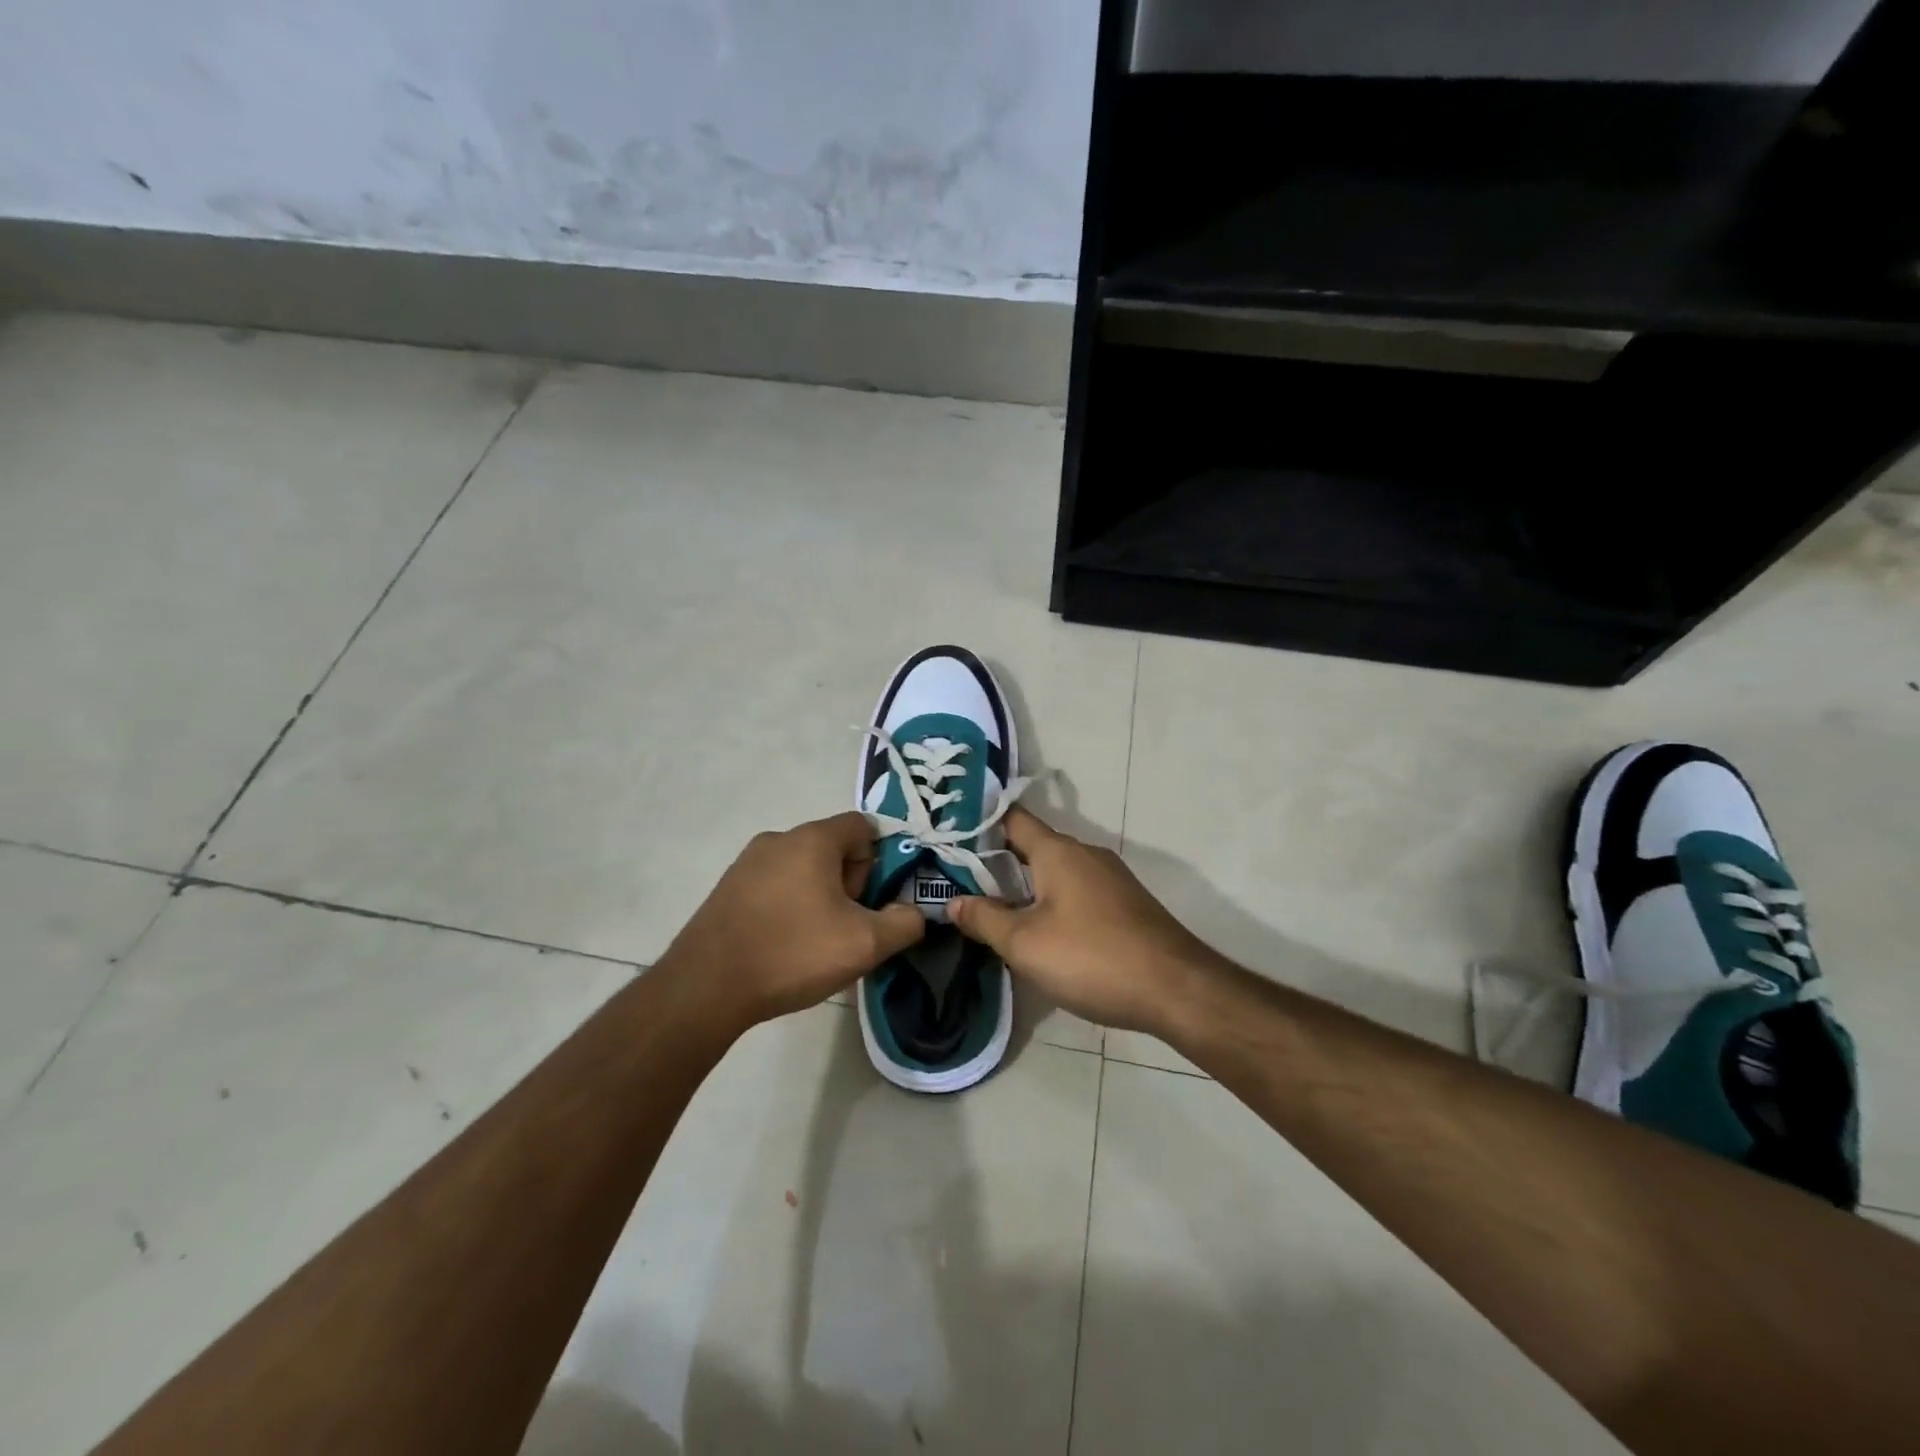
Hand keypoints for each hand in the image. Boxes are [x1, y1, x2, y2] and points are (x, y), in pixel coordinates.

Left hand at [659, 812, 925, 1031]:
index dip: (877, 861)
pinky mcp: (727, 888)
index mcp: (813, 839)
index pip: (863, 826)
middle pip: (832, 847)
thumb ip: (905, 923)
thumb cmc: (793, 952)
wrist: (707, 987)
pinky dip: (788, 907)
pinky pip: (774, 886)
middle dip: (849, 883)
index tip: (871, 901)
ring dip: (818, 897)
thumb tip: (913, 913)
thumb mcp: (866, 943)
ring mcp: (747, 862)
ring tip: (814, 943)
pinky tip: (782, 945)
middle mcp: (778, 838)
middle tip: (845, 927)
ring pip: (802, 869)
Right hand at [948, 807, 1224, 1033]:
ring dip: (1023, 886)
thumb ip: (985, 919)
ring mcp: (1109, 879)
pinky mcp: (1123, 904)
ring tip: (989, 908)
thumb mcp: (1025, 943)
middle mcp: (1085, 854)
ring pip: (1054, 872)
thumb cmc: (1092, 958)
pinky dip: (1050, 902)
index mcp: (1058, 851)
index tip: (948, 837)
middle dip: (995, 862)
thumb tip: (952, 902)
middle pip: (1031, 846)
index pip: (1011, 818)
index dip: (978, 824)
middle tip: (957, 880)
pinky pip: (1075, 892)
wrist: (1176, 990)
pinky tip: (1038, 931)